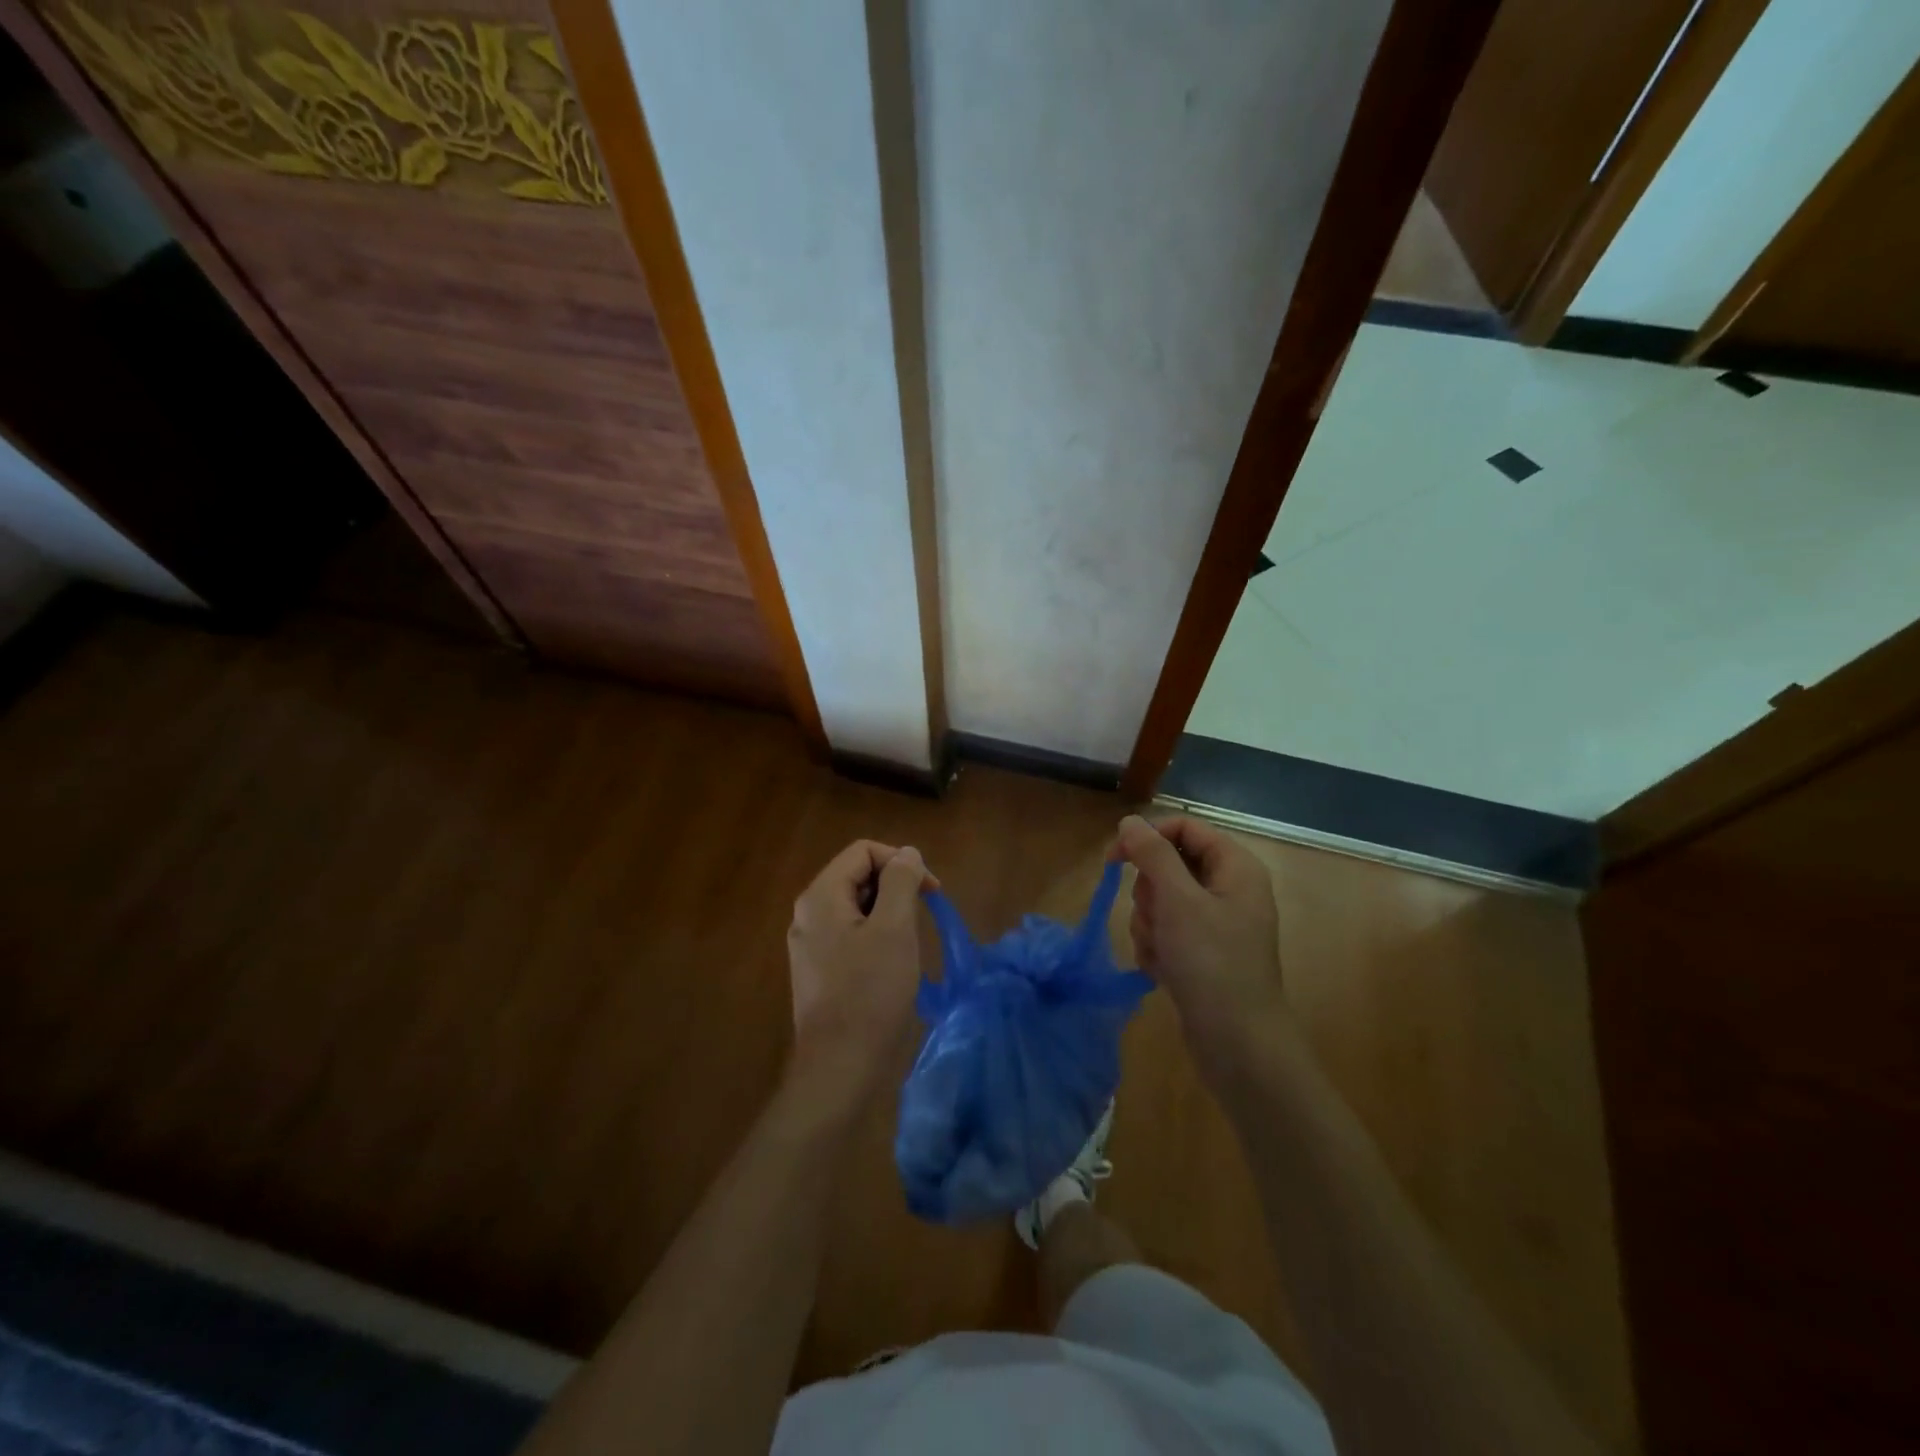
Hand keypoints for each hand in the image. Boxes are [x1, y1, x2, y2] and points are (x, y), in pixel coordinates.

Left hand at [785, 840, 930, 1115]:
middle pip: (857, 876)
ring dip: (889, 912)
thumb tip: (907, 853)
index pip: (863, 851)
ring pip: (856, 907)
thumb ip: (901, 882)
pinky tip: (893, 963)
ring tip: (910, 942)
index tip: (931, 891)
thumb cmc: (871, 993)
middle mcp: (808, 914)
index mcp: (820, 896)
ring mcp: (810, 944)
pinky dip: (876, 935)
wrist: (839, 1067)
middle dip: (895, 886)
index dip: (901, 861)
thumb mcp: (895, 928)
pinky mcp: (818, 970)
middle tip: (923, 916)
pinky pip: (850, 934)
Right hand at [1115, 814, 1290, 1079]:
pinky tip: (1163, 971)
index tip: (1113, 858)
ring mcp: (1215, 923)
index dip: (1147, 836)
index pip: (1184, 827)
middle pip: (1168, 865)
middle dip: (1150, 893)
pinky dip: (1156, 948)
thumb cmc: (1212, 963)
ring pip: (1161, 900)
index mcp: (1235, 867)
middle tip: (1157, 918)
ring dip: (1149, 925)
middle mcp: (1227, 889)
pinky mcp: (1201, 952)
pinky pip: (1165, 931)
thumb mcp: (1178, 901)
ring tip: (1162, 952)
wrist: (1238, 1045)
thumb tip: (1130, 821)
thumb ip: (1152, 854)